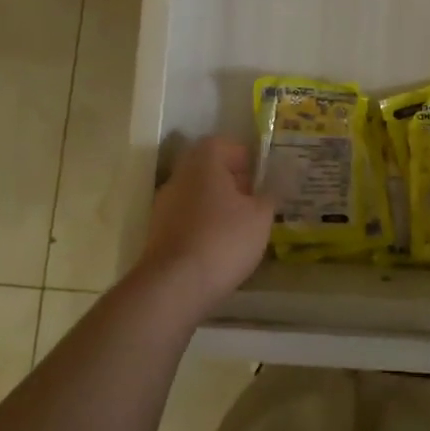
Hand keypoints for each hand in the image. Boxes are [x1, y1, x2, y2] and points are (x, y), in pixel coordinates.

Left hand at [134, 135, 274, 318]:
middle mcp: (179, 177)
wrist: (173, 286)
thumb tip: (272, 186)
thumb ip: (269, 196)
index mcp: (203, 163)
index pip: (222, 144)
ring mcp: (163, 206)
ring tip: (240, 228)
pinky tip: (219, 248)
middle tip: (253, 201)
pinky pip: (186, 219)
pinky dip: (202, 226)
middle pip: (207, 169)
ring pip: (196, 195)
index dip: (242, 156)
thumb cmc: (223, 240)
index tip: (259, 176)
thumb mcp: (260, 217)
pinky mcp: (157, 234)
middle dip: (231, 182)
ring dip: (216, 205)